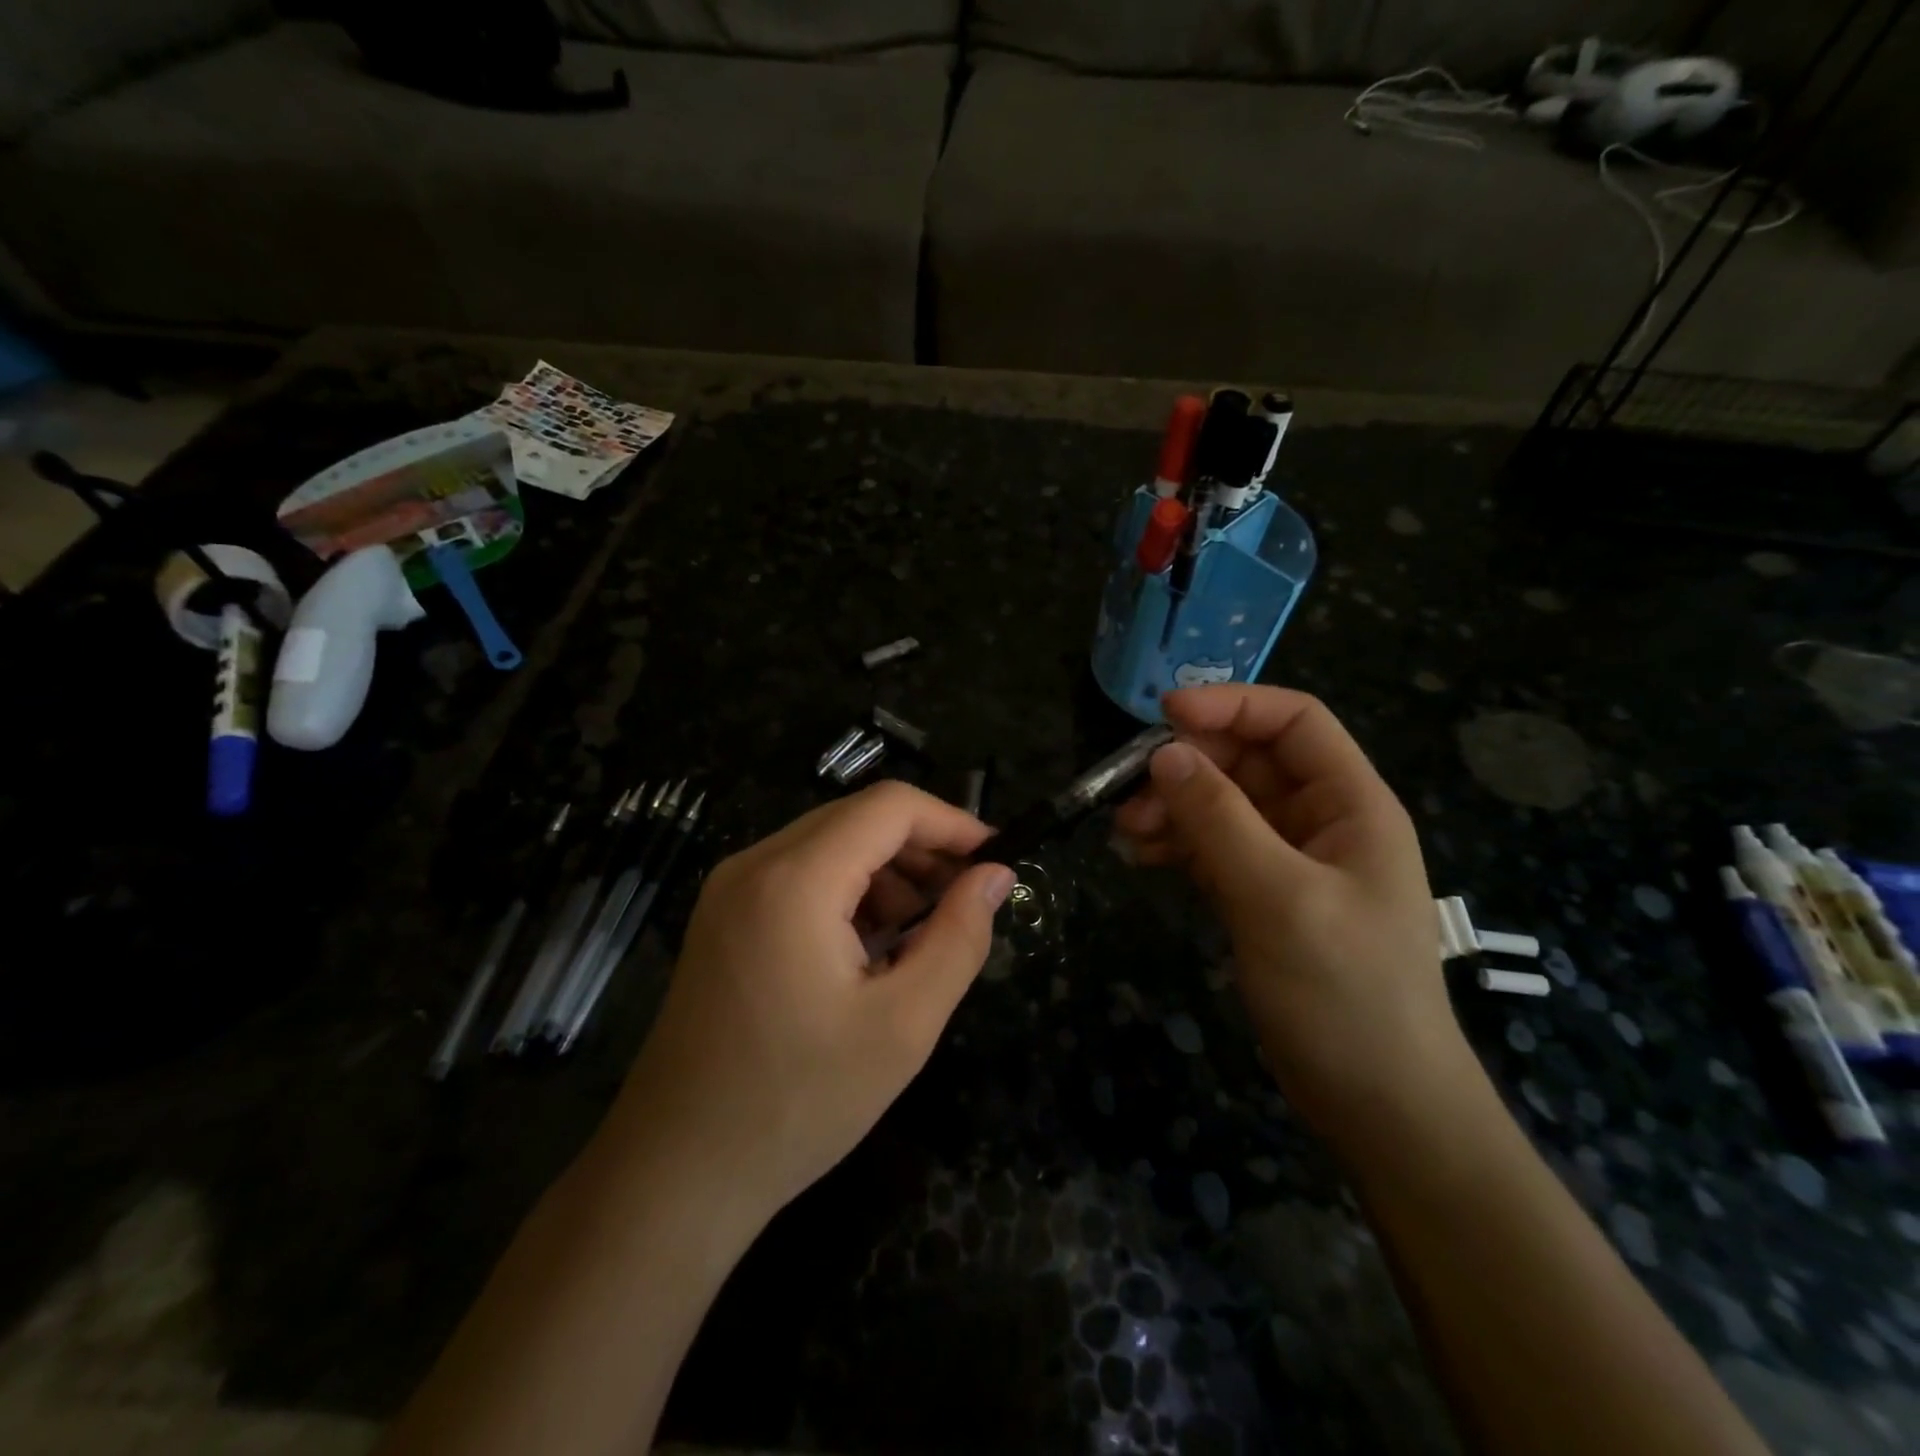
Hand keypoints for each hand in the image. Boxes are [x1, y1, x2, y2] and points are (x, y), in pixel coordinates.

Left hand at [606, 781, 1016, 1232]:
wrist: (675, 1171)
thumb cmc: (798, 1102)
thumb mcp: (903, 1025)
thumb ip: (959, 937)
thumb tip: (996, 876)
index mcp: (795, 879)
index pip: (889, 806)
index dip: (951, 822)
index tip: (995, 860)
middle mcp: (754, 863)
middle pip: (857, 818)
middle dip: (921, 849)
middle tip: (966, 900)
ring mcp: (730, 888)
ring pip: (830, 844)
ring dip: (886, 873)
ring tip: (920, 935)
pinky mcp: (723, 916)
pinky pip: (800, 875)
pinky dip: (848, 892)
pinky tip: (870, 949)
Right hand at [1114, 686, 1481, 1148]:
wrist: (1377, 1103)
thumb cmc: (1345, 993)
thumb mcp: (1279, 898)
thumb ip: (1219, 820)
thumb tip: (1164, 754)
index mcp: (1351, 804)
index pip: (1293, 722)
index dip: (1231, 705)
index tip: (1162, 716)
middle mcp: (1321, 820)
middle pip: (1247, 762)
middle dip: (1187, 768)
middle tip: (1128, 794)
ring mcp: (1289, 859)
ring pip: (1222, 805)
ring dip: (1173, 809)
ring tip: (1127, 835)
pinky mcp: (1262, 895)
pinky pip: (1212, 848)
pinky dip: (1176, 845)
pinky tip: (1140, 858)